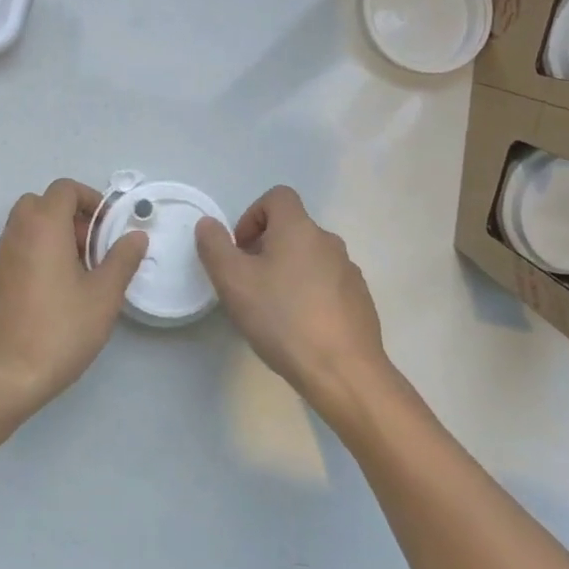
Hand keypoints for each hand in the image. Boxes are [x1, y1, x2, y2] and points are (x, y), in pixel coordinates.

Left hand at [0, 179, 147, 418]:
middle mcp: (14, 235)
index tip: (106, 226)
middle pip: (39, 204)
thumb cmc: (60, 330)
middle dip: (67, 217)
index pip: (63, 189)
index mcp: (43, 227)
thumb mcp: (104, 296)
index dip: (89, 199)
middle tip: (89, 248)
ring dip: (49, 238)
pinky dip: (32, 259)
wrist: (4, 377)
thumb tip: (135, 235)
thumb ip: (122, 259)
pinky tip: (47, 297)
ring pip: (23, 230)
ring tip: (74, 275)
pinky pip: (12, 256)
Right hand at [195, 186, 392, 418]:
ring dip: (288, 272)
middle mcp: (328, 241)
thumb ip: (214, 246)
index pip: (277, 197)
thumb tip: (208, 224)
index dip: (252, 215)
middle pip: (292, 229)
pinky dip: (310, 294)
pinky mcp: (360, 300)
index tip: (240, 250)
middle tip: (248, 284)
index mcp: (299, 228)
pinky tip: (300, 328)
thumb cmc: (282, 319)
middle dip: (266, 248)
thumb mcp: (233, 281)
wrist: (343, 371)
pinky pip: (328, 284)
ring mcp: (349, 271)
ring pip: (310, 258)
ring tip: (273, 310)